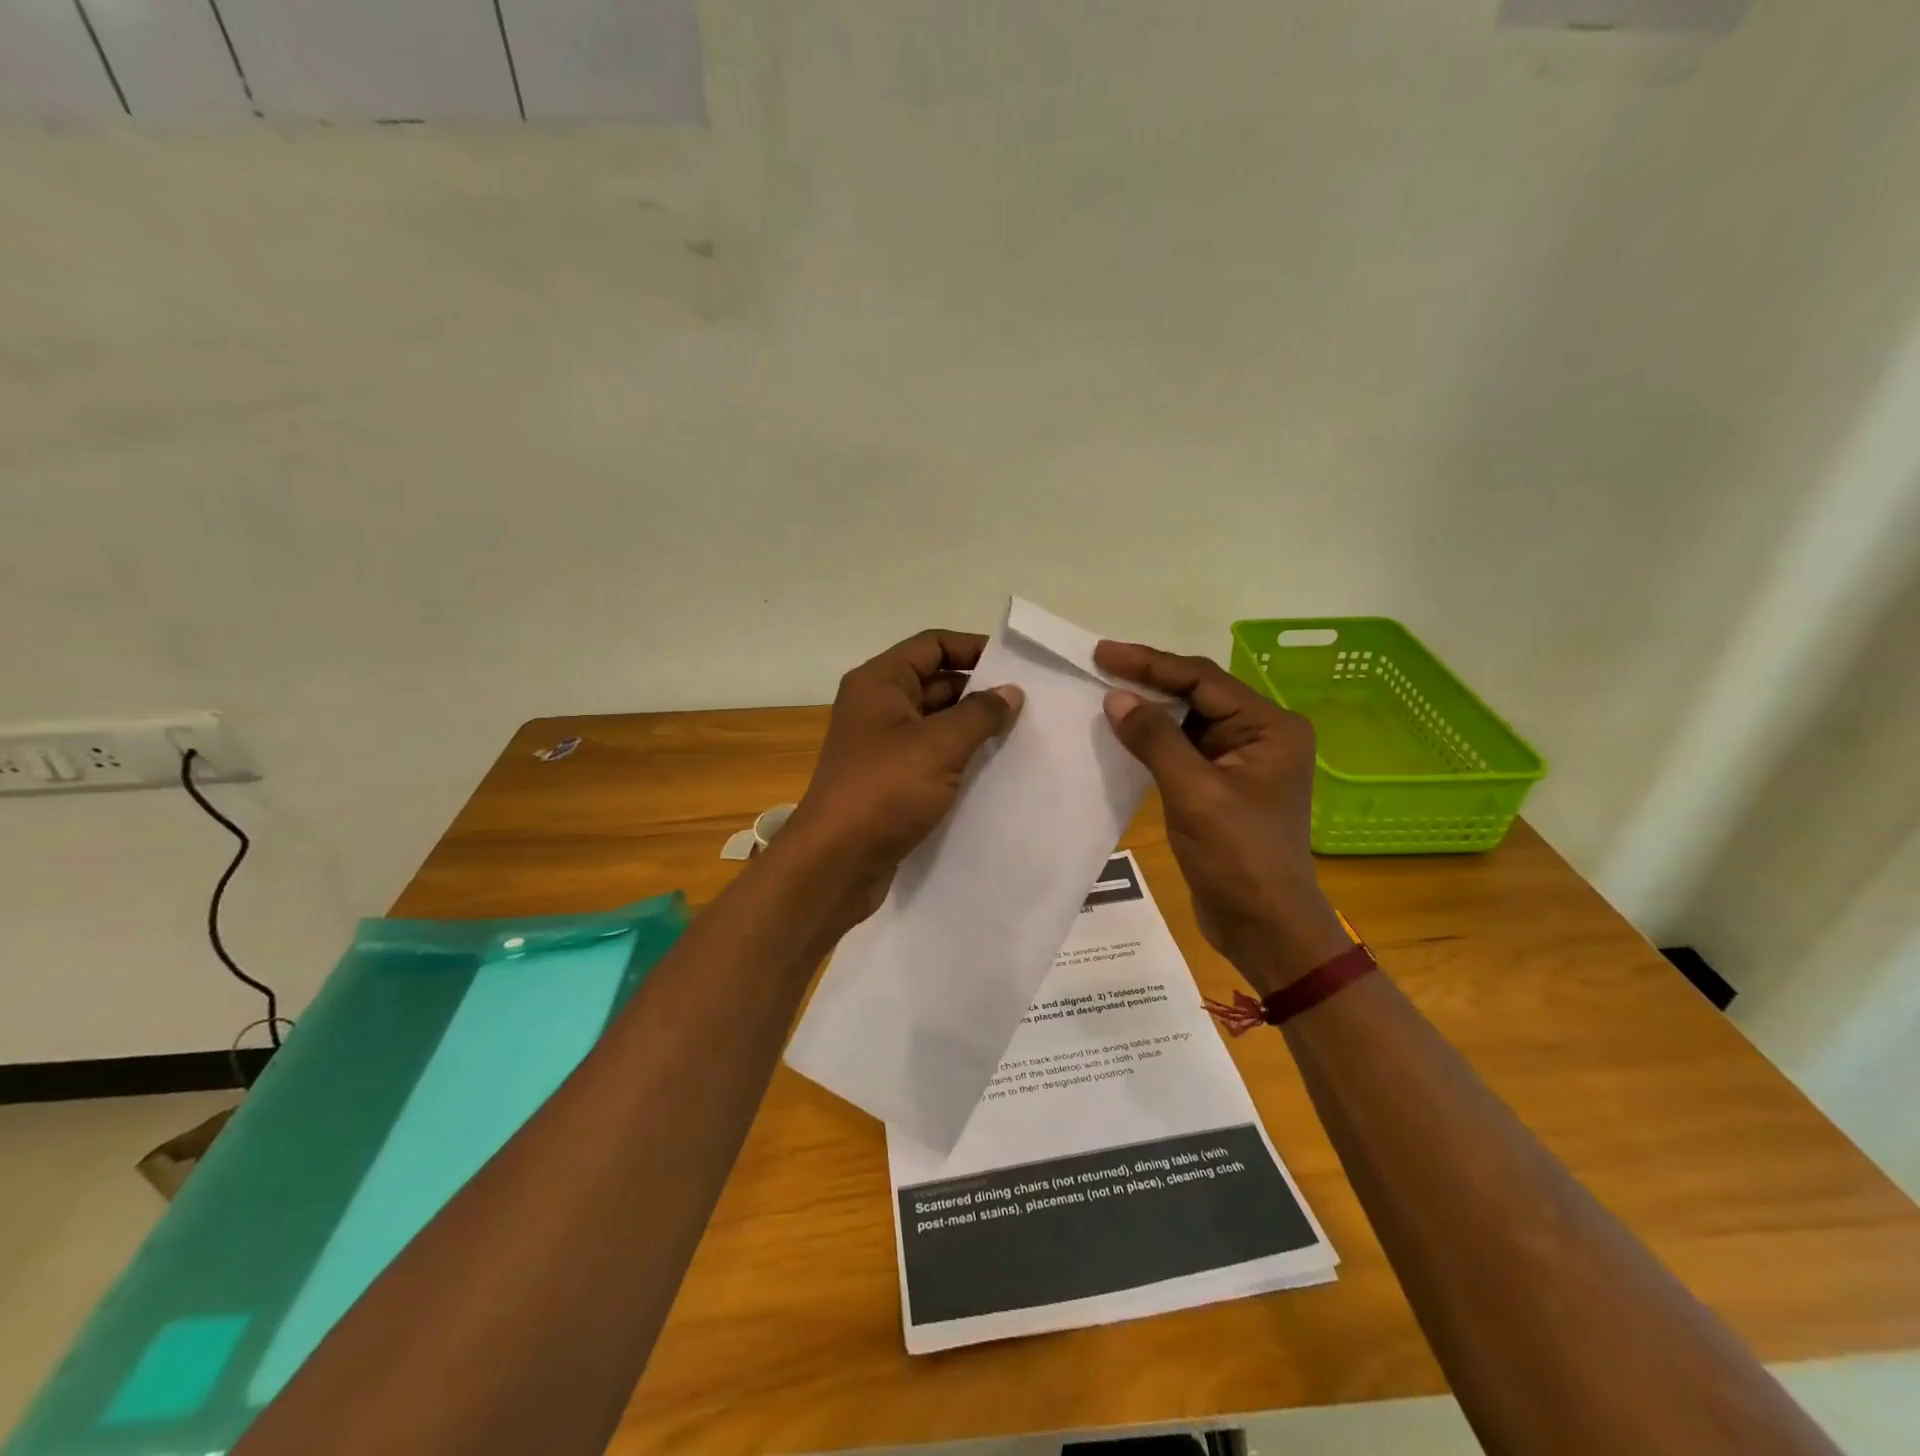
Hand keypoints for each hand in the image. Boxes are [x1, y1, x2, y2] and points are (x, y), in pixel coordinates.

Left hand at [784, 629, 1023, 921]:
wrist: (837, 863)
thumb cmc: (884, 790)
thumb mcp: (939, 745)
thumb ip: (980, 714)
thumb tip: (1011, 692)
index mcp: (880, 682)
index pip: (933, 645)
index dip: (974, 648)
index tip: (1017, 666)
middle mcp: (878, 706)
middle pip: (936, 682)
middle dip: (980, 691)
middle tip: (1030, 705)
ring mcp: (882, 746)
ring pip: (936, 722)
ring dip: (973, 727)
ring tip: (1022, 735)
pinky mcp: (890, 781)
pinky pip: (931, 756)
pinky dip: (959, 757)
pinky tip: (995, 769)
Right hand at [1094, 640, 1349, 993]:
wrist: (1264, 925)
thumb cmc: (1238, 857)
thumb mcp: (1194, 793)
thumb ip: (1155, 739)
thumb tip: (1116, 697)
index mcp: (1269, 727)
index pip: (1203, 679)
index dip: (1150, 663)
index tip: (1103, 653)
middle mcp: (1261, 735)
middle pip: (1197, 694)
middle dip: (1149, 680)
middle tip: (1098, 665)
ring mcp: (1242, 761)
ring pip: (1188, 721)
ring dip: (1149, 710)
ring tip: (1103, 693)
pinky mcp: (1224, 785)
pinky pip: (1184, 749)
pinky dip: (1154, 740)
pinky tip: (1124, 734)